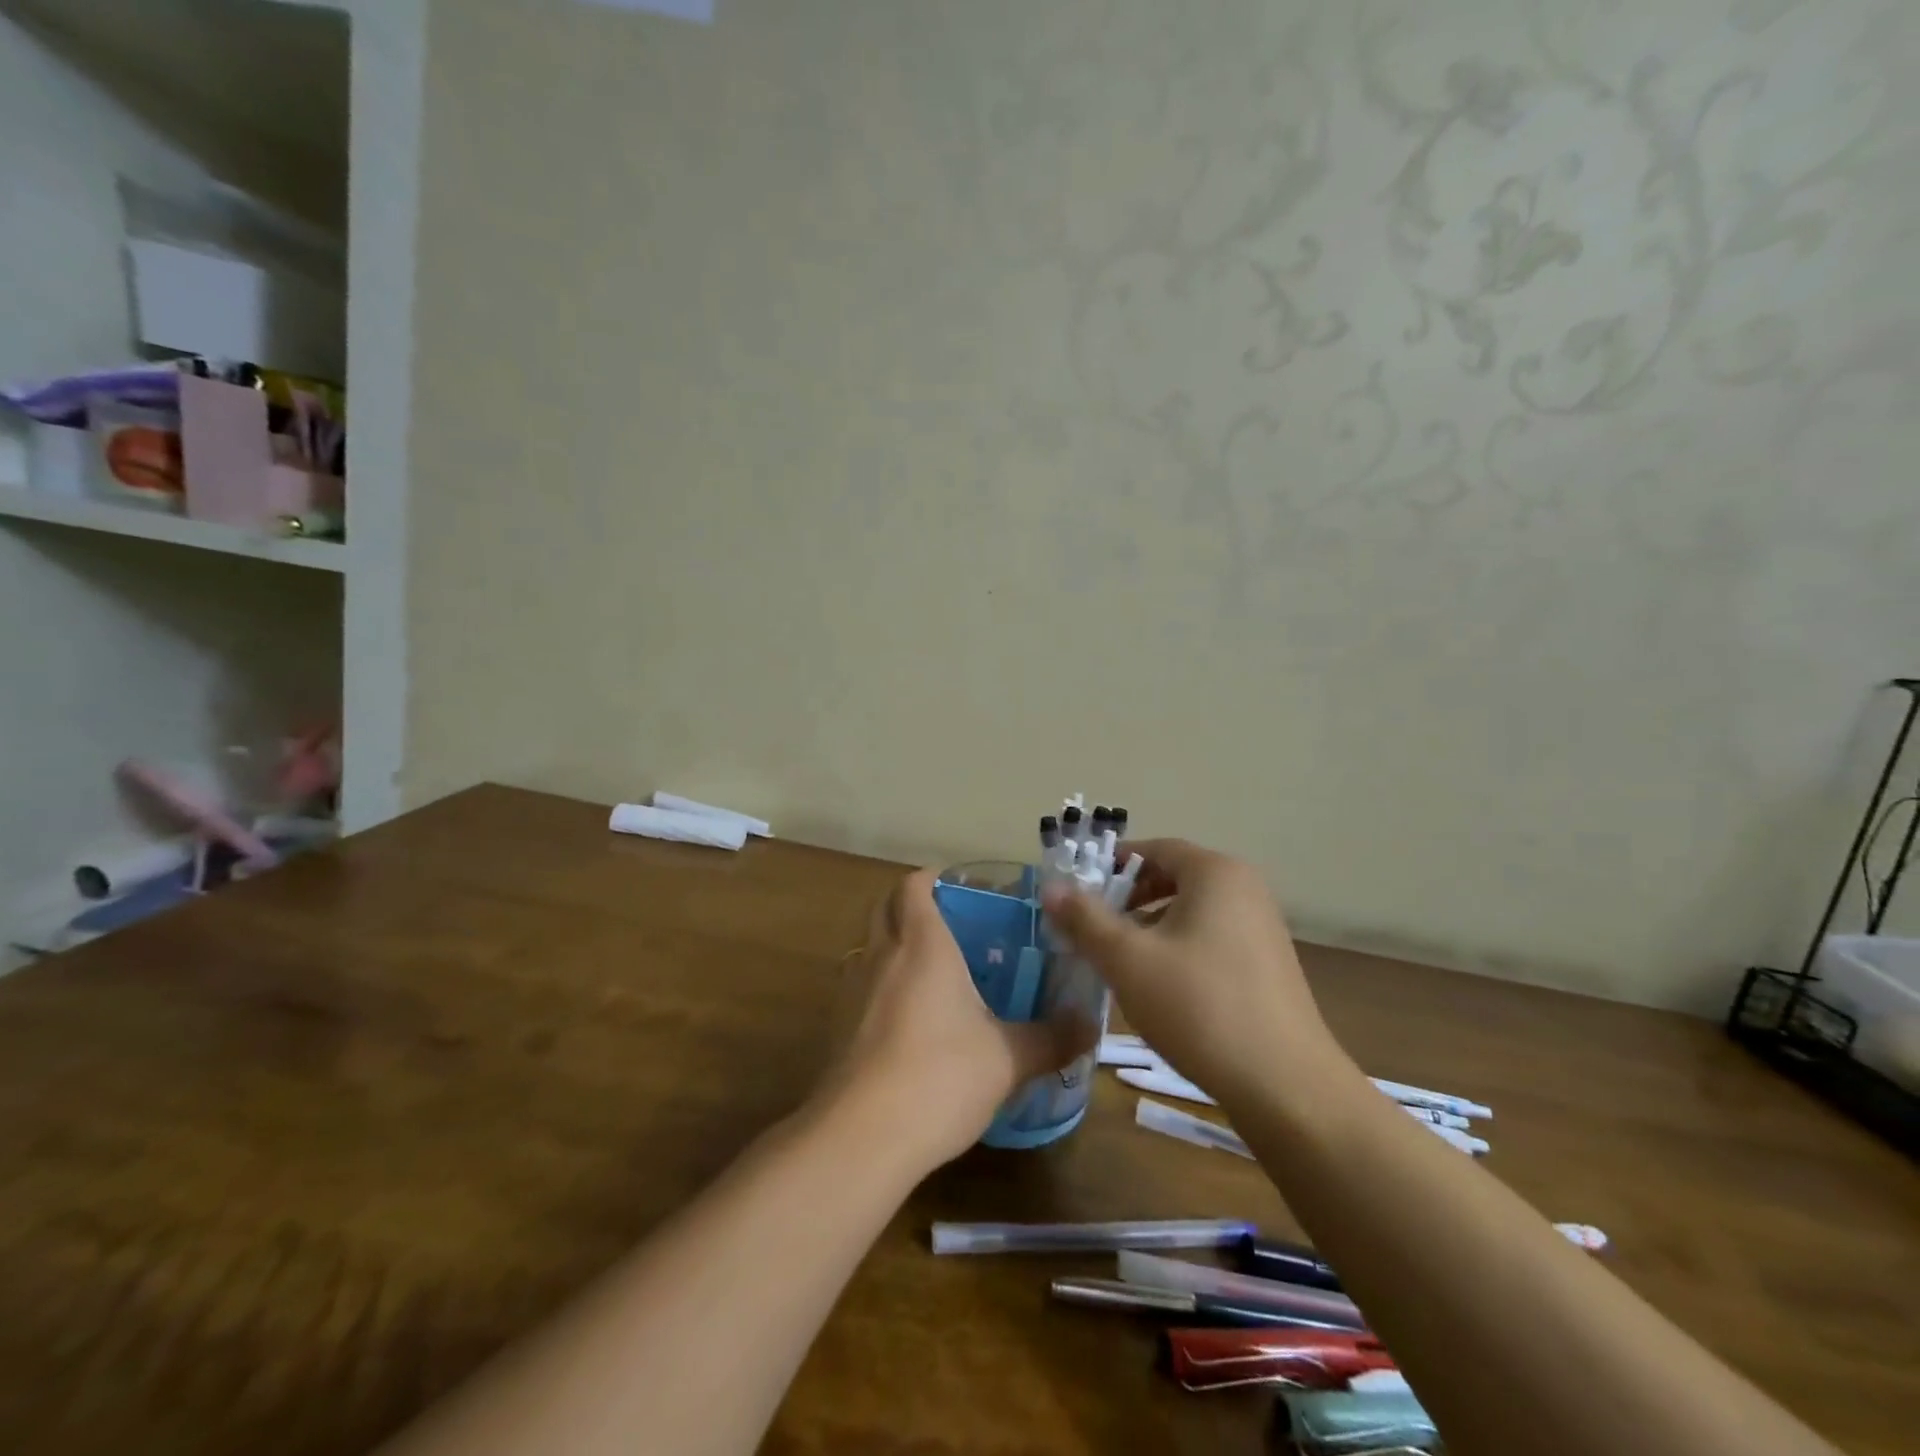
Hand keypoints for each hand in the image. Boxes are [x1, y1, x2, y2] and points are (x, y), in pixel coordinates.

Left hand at [816, 868, 1087, 1170]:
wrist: (862, 1137)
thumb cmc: (941, 1077)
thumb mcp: (1008, 1059)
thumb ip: (1051, 1038)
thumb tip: (1090, 1024)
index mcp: (923, 945)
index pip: (913, 886)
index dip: (931, 878)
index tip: (956, 885)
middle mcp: (882, 956)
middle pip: (883, 908)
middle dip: (909, 905)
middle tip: (948, 924)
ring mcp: (852, 991)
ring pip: (868, 947)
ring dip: (892, 946)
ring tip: (930, 971)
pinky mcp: (837, 1028)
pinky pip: (859, 988)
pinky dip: (880, 987)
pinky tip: (907, 1021)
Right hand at [1041, 839, 1345, 1110]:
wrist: (1286, 1085)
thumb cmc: (1199, 1007)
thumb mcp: (1129, 960)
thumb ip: (1086, 919)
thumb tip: (1052, 888)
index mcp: (1215, 873)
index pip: (1154, 848)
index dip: (1111, 864)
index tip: (1079, 890)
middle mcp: (1244, 888)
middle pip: (1173, 876)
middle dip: (1128, 897)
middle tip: (1093, 926)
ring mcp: (1262, 926)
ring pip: (1191, 910)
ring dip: (1150, 925)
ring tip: (1120, 958)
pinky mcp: (1268, 962)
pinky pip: (1211, 936)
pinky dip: (1178, 946)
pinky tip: (1160, 985)